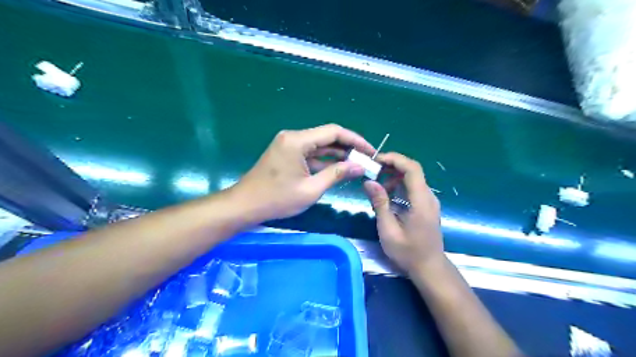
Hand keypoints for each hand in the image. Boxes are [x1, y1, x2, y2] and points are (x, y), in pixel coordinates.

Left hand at [231, 124, 372, 220]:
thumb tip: (360, 166)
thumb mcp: (311, 189)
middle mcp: (293, 137)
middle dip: (348, 148)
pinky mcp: (287, 154)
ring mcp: (288, 145)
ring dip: (337, 154)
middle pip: (327, 137)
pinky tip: (338, 168)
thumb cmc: (277, 199)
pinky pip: (310, 153)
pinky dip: (324, 160)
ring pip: (319, 145)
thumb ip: (337, 174)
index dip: (355, 140)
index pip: (333, 132)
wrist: (245, 205)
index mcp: (297, 140)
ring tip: (356, 165)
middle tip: (366, 160)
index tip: (370, 151)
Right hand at [360, 152, 443, 272]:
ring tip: (377, 187)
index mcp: (421, 201)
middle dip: (392, 166)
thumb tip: (369, 182)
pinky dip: (399, 186)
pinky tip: (388, 196)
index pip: (412, 169)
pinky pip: (413, 188)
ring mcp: (429, 201)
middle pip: (413, 170)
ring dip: (394, 177)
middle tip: (372, 172)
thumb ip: (380, 203)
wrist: (429, 268)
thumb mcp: (388, 230)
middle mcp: (428, 197)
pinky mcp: (427, 206)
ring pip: (412, 178)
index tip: (376, 160)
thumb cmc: (408, 252)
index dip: (395, 159)